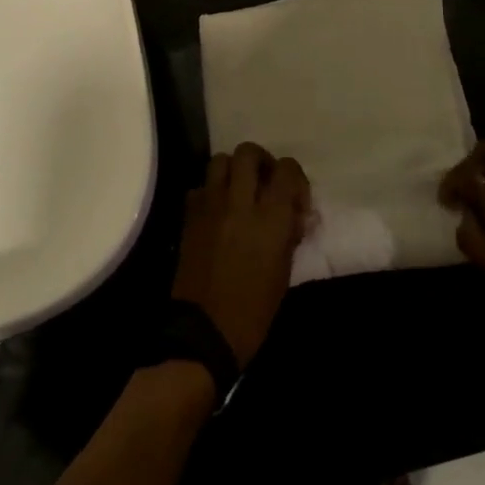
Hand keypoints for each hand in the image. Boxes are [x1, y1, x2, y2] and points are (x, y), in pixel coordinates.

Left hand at [171, 142, 309, 368]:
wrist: (204, 332)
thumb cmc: (254, 311)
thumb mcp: (284, 272)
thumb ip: (289, 234)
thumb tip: (294, 215)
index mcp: (270, 218)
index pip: (287, 169)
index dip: (294, 178)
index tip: (295, 199)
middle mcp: (239, 201)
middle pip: (249, 152)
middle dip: (261, 161)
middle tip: (265, 182)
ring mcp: (210, 206)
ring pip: (220, 160)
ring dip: (233, 169)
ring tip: (240, 190)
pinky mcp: (189, 216)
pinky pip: (200, 186)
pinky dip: (210, 191)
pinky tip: (217, 210)